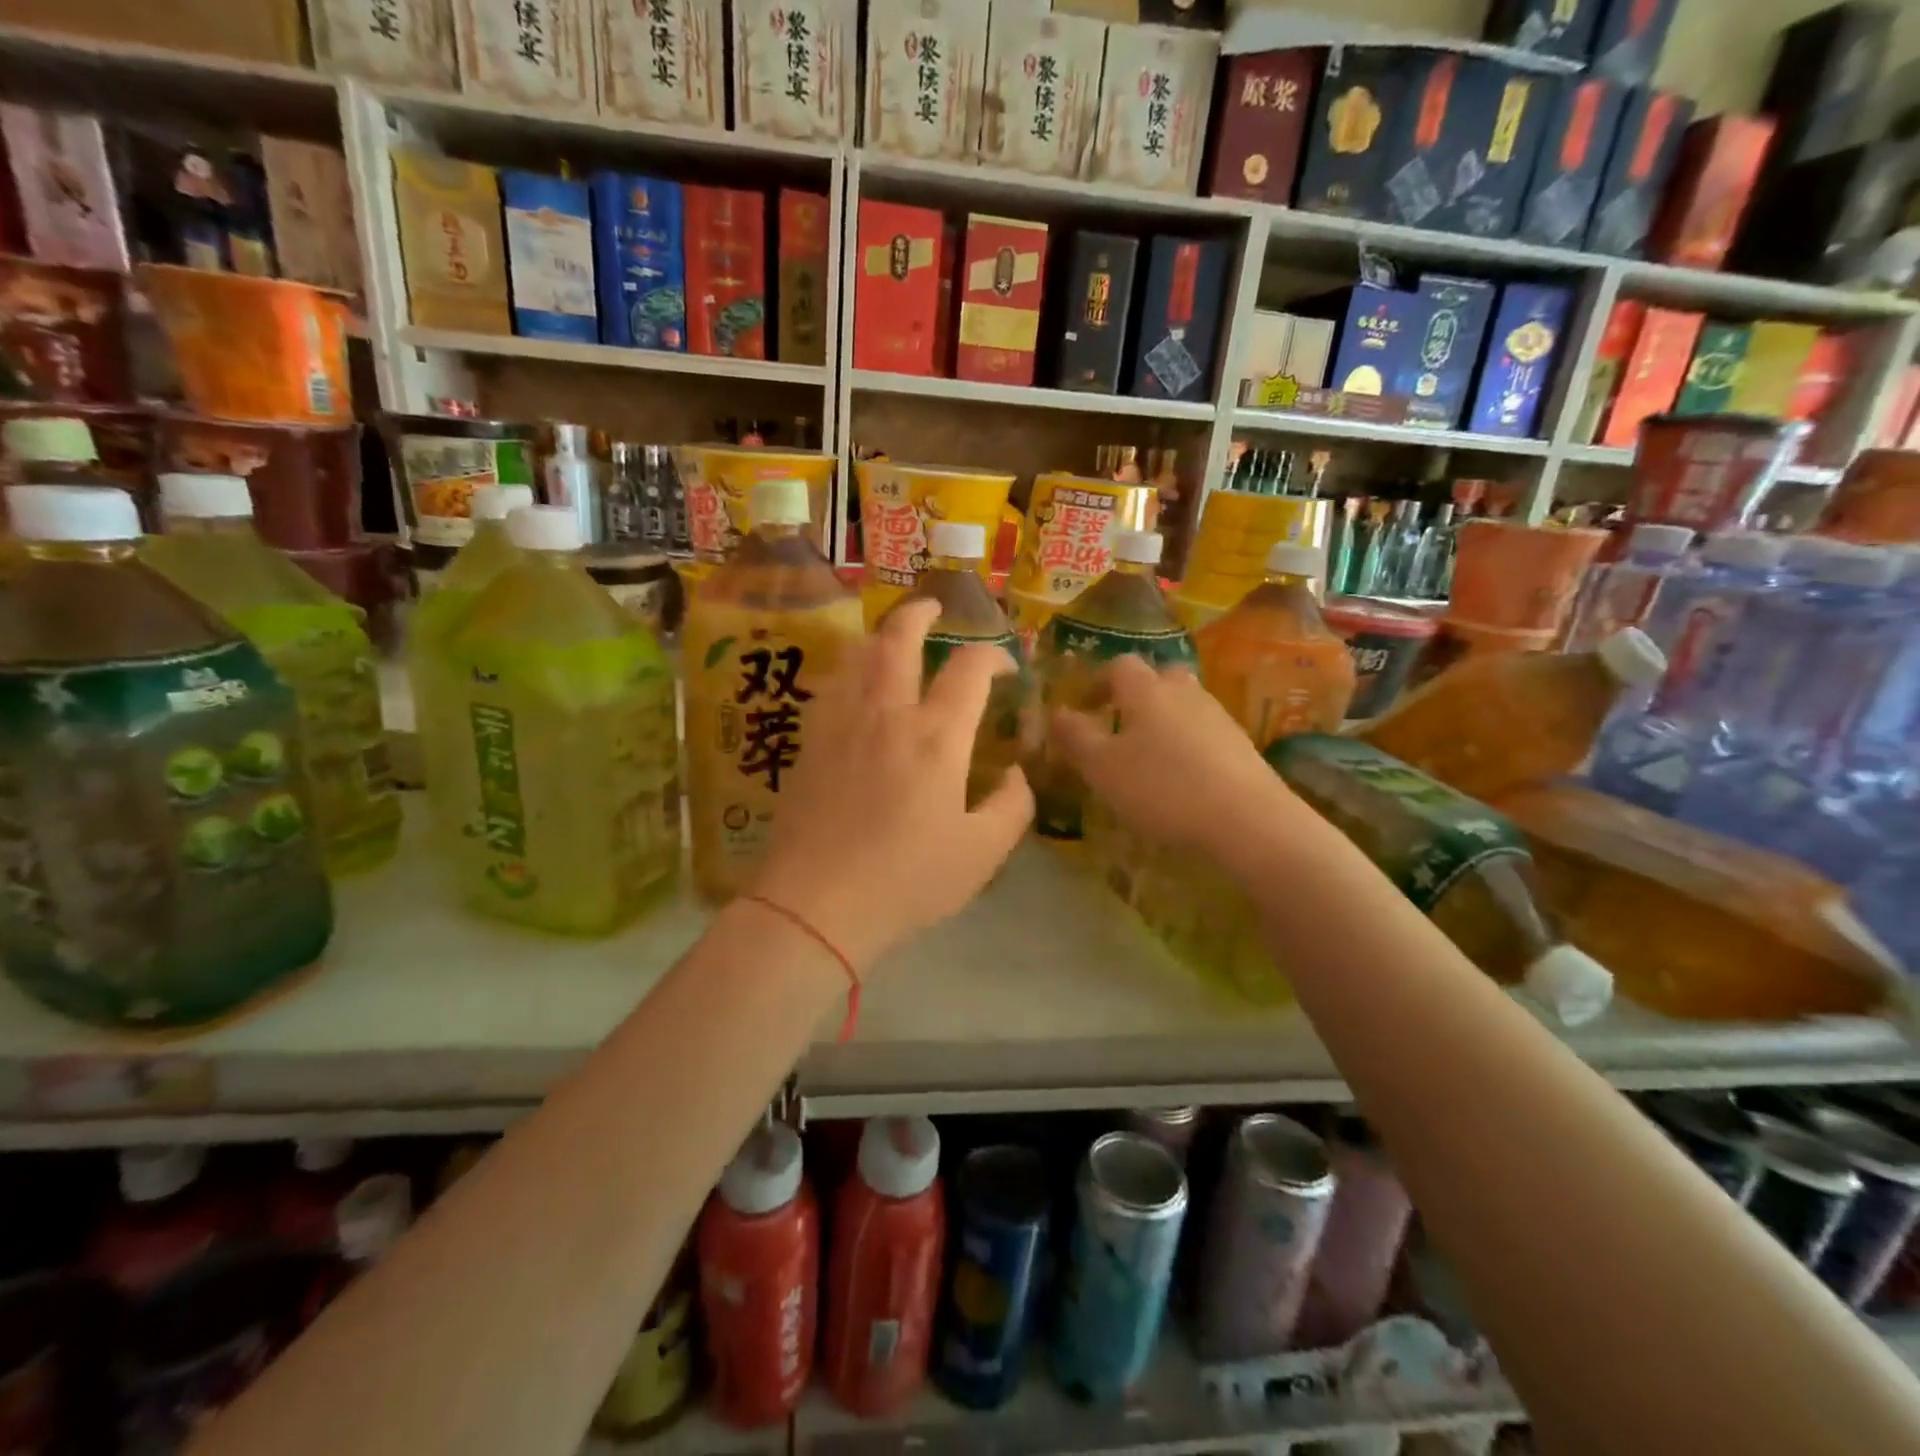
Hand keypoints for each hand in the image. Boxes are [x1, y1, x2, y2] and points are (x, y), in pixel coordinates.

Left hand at [749, 599, 1033, 970]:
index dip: (993, 656)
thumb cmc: (907, 880)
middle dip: (920, 613)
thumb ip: (1012, 806)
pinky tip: (855, 688)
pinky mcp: (809, 743)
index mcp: (936, 737)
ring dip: (880, 636)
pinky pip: (831, 686)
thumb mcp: (982, 853)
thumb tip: (1014, 773)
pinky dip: (850, 671)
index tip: (1004, 667)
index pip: (970, 669)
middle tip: (934, 608)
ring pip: (857, 654)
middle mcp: (887, 714)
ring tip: (892, 640)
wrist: (816, 903)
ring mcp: (841, 724)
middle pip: (899, 638)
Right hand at [1049, 656, 1301, 857]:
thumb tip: (1057, 712)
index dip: (1098, 681)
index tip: (1085, 707)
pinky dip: (1188, 744)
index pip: (1119, 665)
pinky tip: (1183, 777)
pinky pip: (1205, 732)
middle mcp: (1184, 692)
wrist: (1246, 818)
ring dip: (1163, 720)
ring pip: (1184, 704)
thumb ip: (1075, 737)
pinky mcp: (1241, 744)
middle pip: (1158, 678)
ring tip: (1149, 756)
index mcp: (1146, 690)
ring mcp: (1218, 716)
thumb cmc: (1161, 787)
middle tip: (1120, 726)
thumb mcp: (1102, 767)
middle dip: (1136, 696)